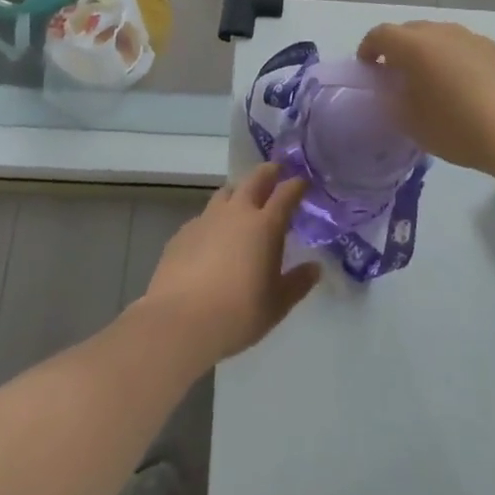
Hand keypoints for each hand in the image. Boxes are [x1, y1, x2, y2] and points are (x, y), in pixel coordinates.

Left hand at [138, 162, 320, 367]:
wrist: (180, 322)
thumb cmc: (238, 314)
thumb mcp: (277, 305)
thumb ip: (298, 283)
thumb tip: (315, 268)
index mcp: (265, 225)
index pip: (286, 193)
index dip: (297, 185)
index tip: (304, 182)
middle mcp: (236, 213)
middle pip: (255, 179)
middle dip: (269, 172)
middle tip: (277, 172)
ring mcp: (207, 219)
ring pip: (226, 192)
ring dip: (239, 192)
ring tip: (243, 203)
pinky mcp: (183, 232)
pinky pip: (204, 217)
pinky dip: (215, 220)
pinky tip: (213, 239)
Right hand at [358, 20, 494, 174]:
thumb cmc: (460, 129)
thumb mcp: (413, 124)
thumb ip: (394, 101)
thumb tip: (392, 90)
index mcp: (417, 46)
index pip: (381, 34)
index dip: (369, 48)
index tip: (368, 67)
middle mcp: (445, 33)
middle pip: (413, 31)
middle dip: (401, 49)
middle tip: (399, 76)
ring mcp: (477, 39)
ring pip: (444, 39)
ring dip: (433, 54)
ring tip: (436, 83)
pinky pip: (471, 51)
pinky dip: (461, 63)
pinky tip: (470, 91)